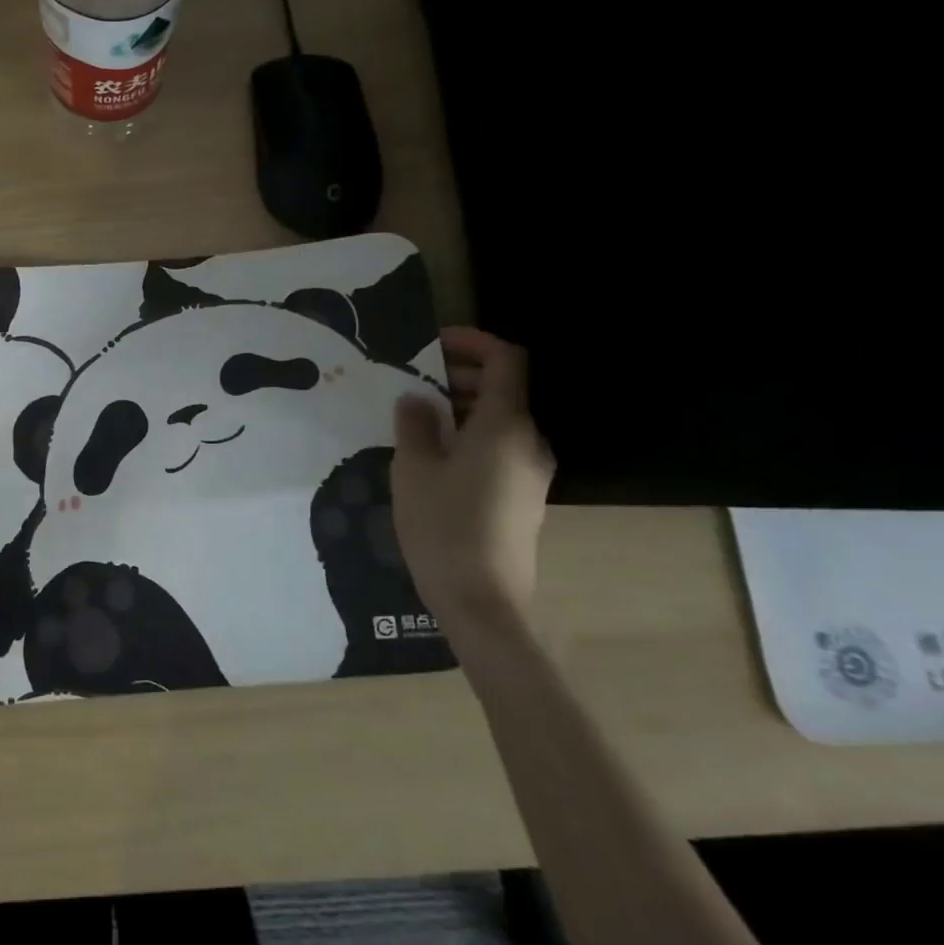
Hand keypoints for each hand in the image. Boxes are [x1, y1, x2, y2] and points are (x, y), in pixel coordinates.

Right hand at [391, 327, 553, 632]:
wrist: (483, 603)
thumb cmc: (444, 526)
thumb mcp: (414, 468)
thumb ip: (414, 424)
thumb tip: (416, 399)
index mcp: (505, 425)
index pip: (506, 360)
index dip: (473, 341)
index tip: (433, 342)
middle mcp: (528, 441)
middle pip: (504, 388)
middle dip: (460, 374)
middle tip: (413, 382)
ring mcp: (531, 472)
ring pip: (500, 419)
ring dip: (462, 406)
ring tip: (415, 418)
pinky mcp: (524, 497)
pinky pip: (500, 447)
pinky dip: (470, 434)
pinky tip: (434, 455)